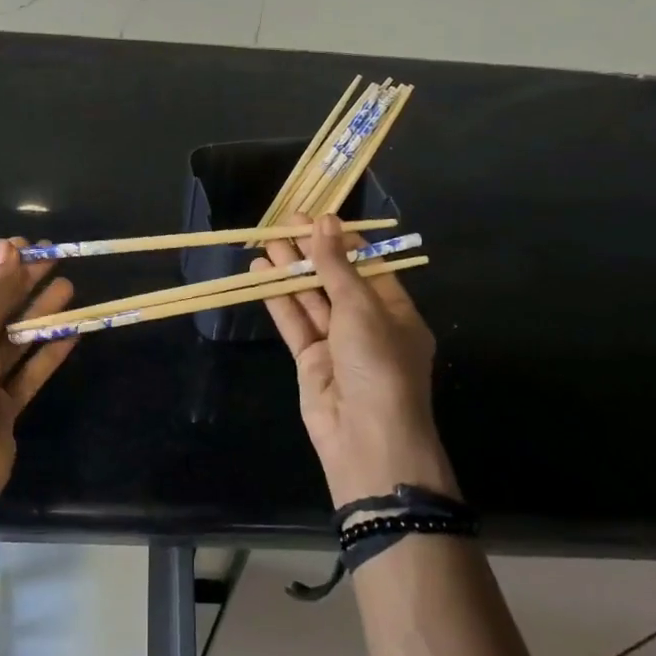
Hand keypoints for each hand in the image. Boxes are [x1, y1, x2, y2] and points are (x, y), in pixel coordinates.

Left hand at [0, 239, 77, 523]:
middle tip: (56, 259)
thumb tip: (9, 250)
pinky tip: (72, 330)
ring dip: (39, 315)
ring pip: (14, 341)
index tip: (27, 246)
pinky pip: (28, 372)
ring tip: (69, 287)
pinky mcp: (3, 407)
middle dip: (22, 286)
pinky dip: (48, 352)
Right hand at [254, 214, 455, 507]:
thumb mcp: (361, 307)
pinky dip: (279, 300)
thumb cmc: (378, 364)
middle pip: (336, 280)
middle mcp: (368, 326)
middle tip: (282, 224)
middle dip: (310, 253)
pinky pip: (295, 323)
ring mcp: (338, 345)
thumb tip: (323, 222)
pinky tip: (260, 275)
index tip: (315, 217)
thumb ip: (337, 266)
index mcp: (395, 312)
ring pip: (311, 300)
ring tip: (265, 243)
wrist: (367, 438)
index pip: (367, 266)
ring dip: (290, 272)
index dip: (341, 240)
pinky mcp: (311, 362)